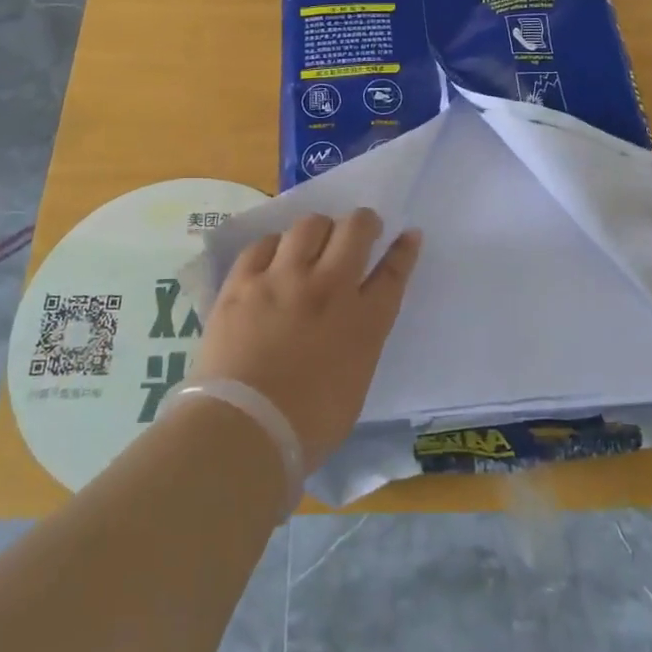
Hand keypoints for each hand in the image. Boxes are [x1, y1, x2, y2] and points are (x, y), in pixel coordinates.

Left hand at [192, 210, 422, 471]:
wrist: (244, 429)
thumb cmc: (307, 425)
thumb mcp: (355, 382)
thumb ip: (359, 342)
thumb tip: (351, 323)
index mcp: (364, 321)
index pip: (394, 271)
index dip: (404, 249)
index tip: (408, 234)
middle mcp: (328, 287)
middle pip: (355, 230)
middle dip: (364, 222)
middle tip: (360, 230)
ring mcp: (283, 279)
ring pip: (309, 225)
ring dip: (319, 229)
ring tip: (313, 242)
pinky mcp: (243, 282)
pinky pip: (263, 244)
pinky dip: (275, 246)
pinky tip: (273, 256)